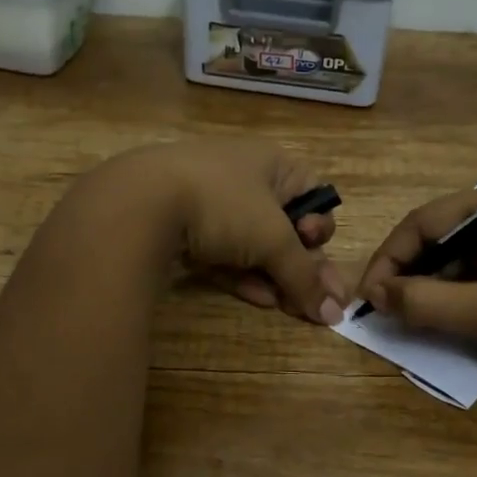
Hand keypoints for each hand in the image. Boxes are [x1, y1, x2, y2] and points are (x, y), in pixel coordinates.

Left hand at [110, 140, 347, 324]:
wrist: (140, 203)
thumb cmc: (223, 205)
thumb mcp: (272, 240)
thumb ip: (305, 276)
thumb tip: (337, 313)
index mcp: (271, 163)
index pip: (312, 194)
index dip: (320, 225)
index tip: (314, 247)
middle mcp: (242, 176)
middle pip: (283, 224)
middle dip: (299, 263)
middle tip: (312, 300)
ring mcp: (208, 200)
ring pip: (250, 243)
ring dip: (273, 275)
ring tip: (289, 308)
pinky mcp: (182, 227)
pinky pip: (221, 252)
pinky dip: (241, 275)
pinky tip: (258, 300)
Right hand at [357, 187, 476, 383]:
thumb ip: (425, 303)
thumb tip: (374, 295)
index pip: (426, 221)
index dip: (389, 257)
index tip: (367, 295)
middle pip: (438, 235)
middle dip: (406, 271)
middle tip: (381, 307)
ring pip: (454, 256)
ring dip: (427, 284)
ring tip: (404, 314)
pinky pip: (475, 271)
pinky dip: (452, 292)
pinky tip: (437, 314)